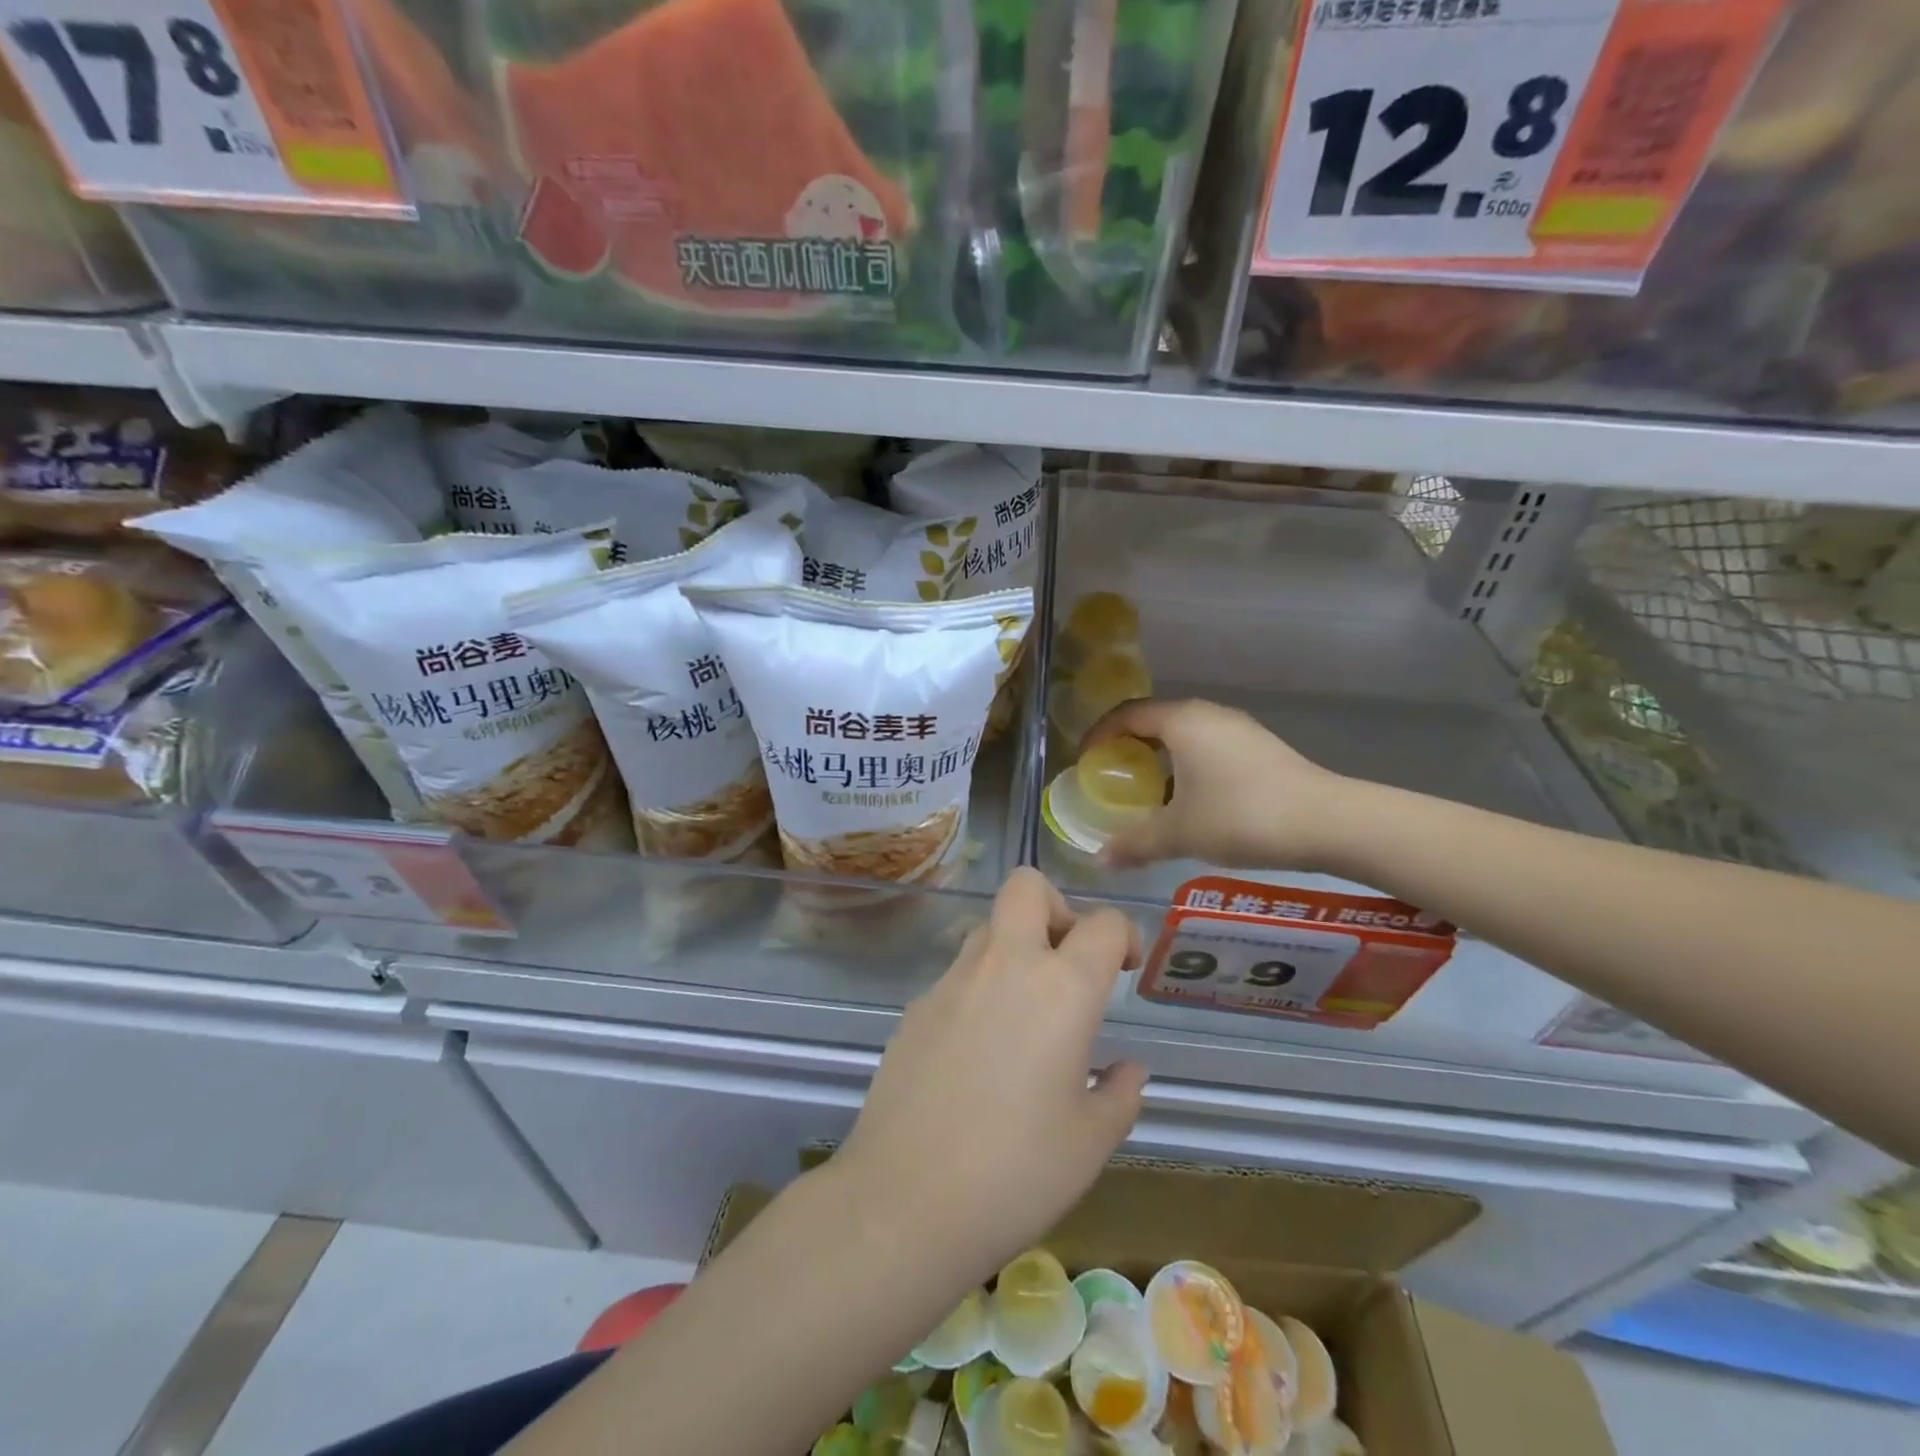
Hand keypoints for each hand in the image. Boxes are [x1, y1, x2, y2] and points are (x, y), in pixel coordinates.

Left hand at [834, 868, 1146, 1281]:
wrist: (904, 1201)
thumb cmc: (1015, 1173)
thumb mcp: (1089, 1142)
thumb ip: (1119, 1094)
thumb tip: (1128, 1069)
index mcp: (1060, 988)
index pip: (1102, 923)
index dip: (1123, 934)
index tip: (1124, 967)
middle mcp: (1005, 965)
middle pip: (1027, 887)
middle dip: (1057, 907)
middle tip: (1068, 963)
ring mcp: (951, 981)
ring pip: (988, 929)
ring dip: (1015, 950)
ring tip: (1026, 1016)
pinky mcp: (915, 1007)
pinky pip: (957, 976)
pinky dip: (979, 991)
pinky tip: (979, 1054)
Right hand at [1081, 698, 1349, 870]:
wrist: (1329, 822)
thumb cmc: (1241, 816)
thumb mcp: (1180, 834)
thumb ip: (1135, 844)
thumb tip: (1098, 861)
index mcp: (1182, 722)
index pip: (1127, 715)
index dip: (1100, 734)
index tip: (1085, 759)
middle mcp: (1208, 715)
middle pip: (1155, 722)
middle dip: (1129, 747)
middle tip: (1112, 777)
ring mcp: (1238, 729)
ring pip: (1185, 736)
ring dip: (1160, 758)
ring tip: (1147, 792)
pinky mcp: (1260, 748)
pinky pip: (1209, 747)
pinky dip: (1187, 765)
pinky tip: (1190, 800)